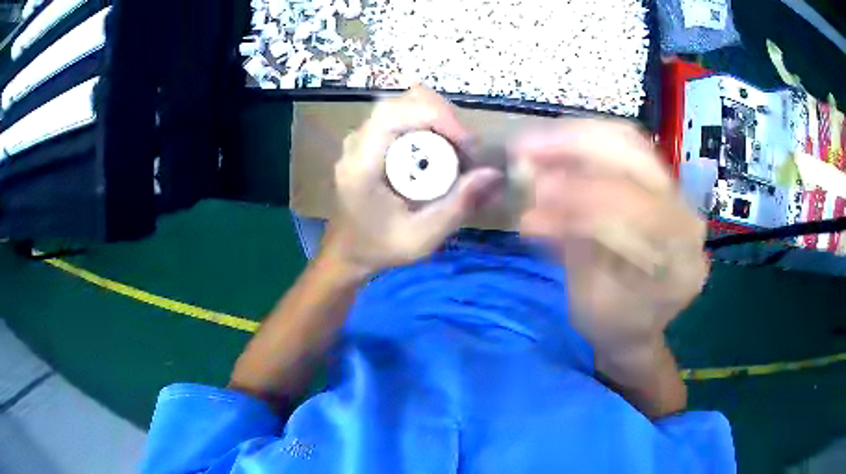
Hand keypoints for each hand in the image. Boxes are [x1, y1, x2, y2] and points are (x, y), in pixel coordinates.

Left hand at [325, 87, 502, 274]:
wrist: (348, 250)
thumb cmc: (379, 247)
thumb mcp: (422, 237)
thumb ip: (458, 206)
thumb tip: (494, 174)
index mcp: (361, 162)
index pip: (395, 113)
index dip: (437, 116)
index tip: (467, 145)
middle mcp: (358, 140)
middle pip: (405, 101)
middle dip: (445, 118)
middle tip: (467, 152)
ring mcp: (363, 135)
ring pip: (408, 103)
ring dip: (441, 120)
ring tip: (459, 153)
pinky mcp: (372, 137)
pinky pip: (406, 115)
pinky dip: (432, 125)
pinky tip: (443, 152)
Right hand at [513, 119, 708, 359]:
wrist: (637, 325)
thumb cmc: (613, 325)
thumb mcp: (589, 302)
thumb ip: (571, 251)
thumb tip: (533, 211)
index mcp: (681, 262)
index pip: (641, 211)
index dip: (587, 195)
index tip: (537, 190)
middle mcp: (688, 218)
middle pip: (639, 159)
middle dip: (577, 148)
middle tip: (526, 149)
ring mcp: (677, 196)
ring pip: (630, 142)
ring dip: (578, 138)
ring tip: (535, 143)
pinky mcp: (660, 184)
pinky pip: (625, 147)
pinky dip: (585, 142)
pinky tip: (556, 146)